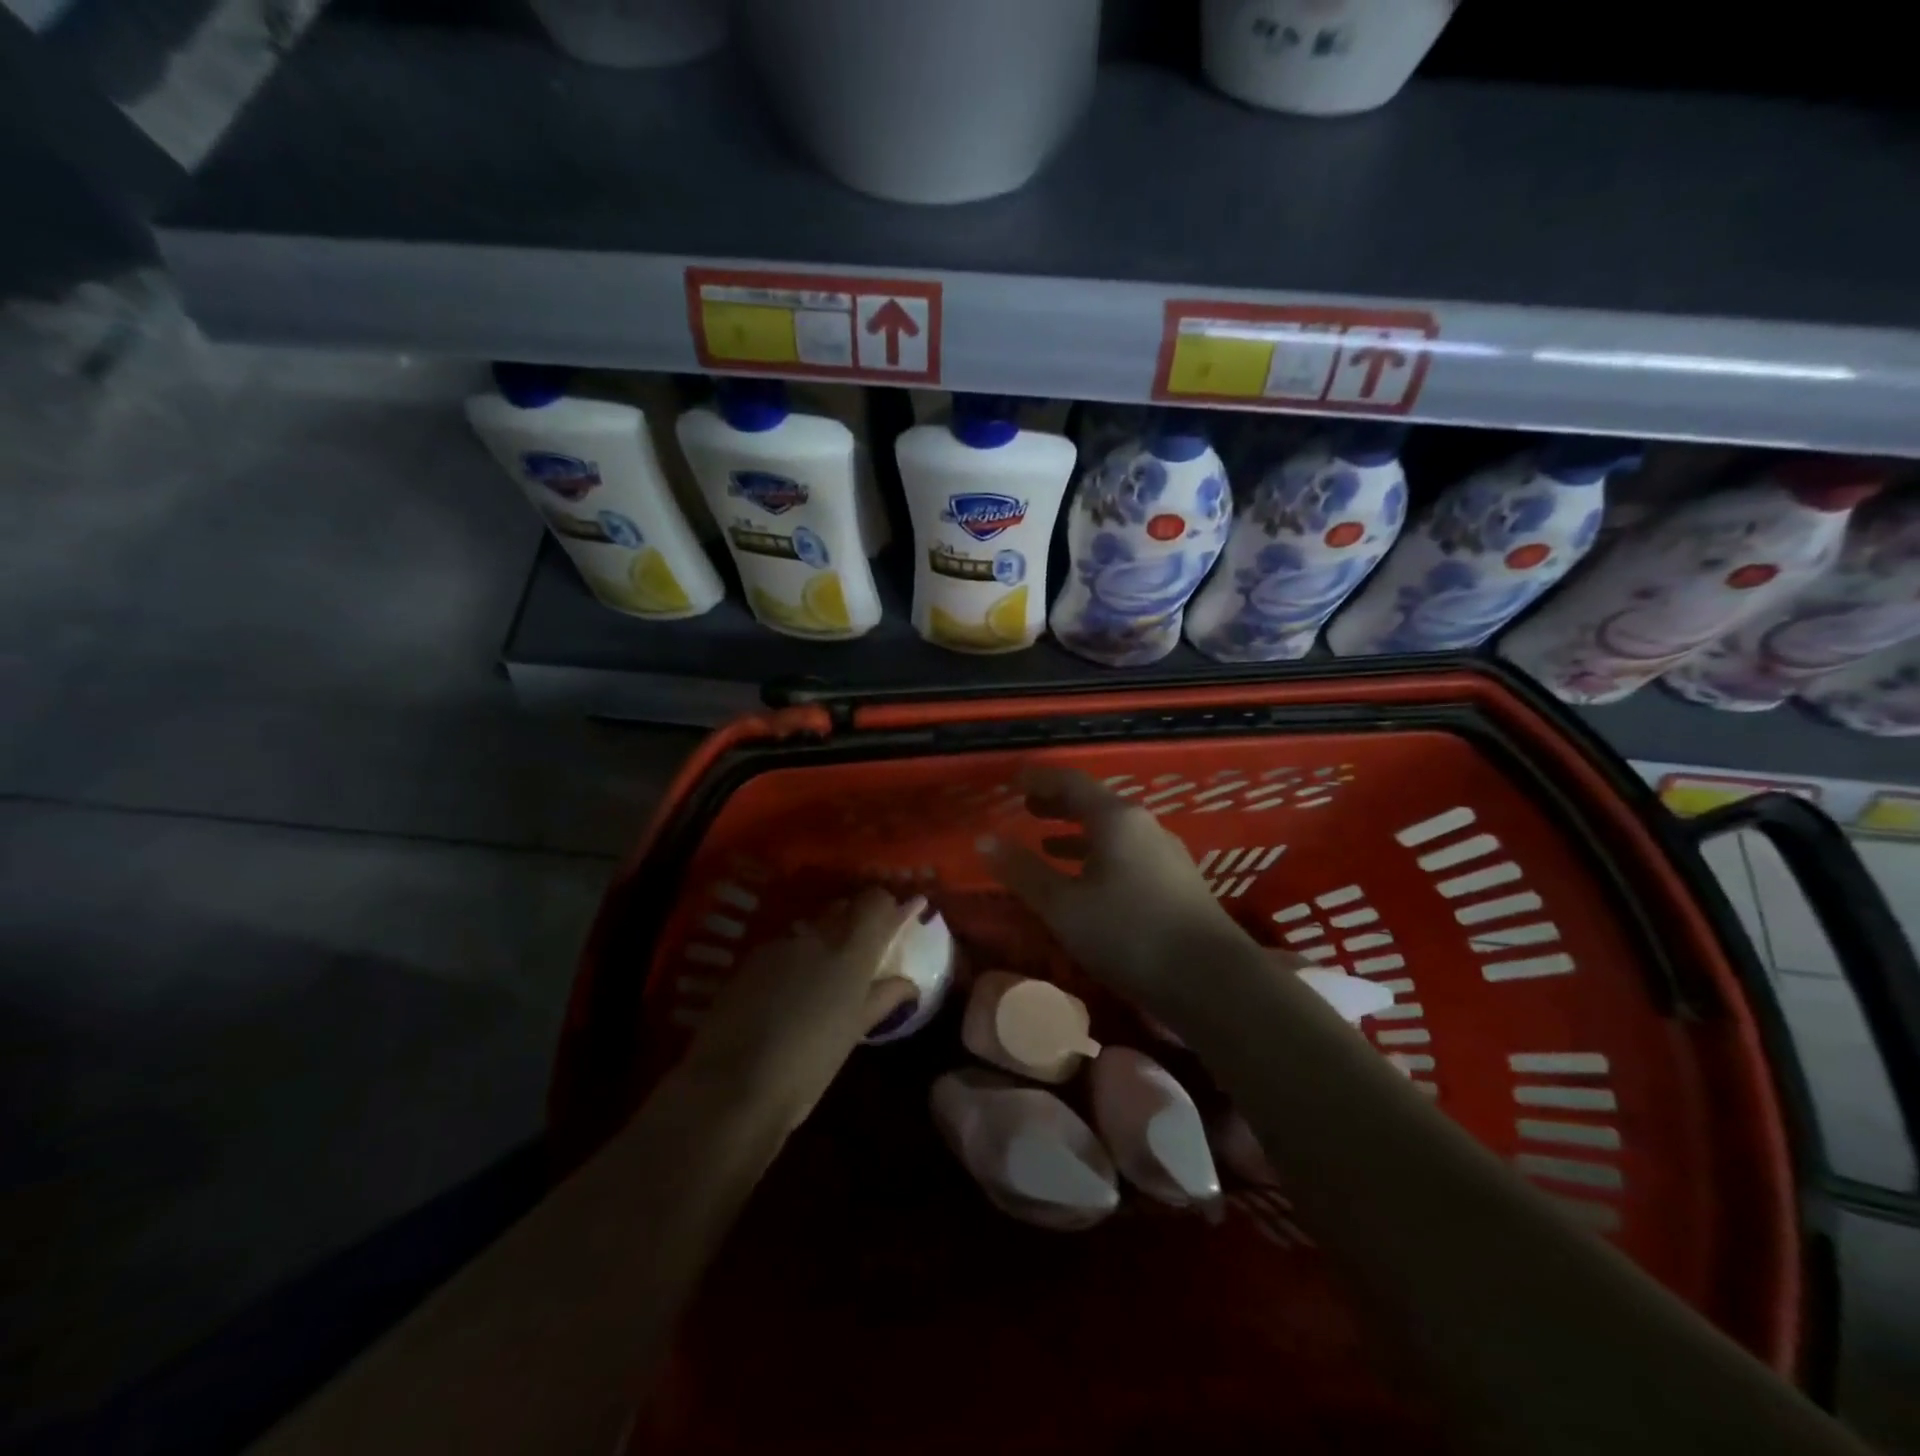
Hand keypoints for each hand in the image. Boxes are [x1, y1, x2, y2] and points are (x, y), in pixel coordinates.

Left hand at [682, 888, 921, 1132]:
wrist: (731, 1086)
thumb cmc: (809, 1066)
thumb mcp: (853, 1033)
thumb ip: (883, 998)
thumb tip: (909, 984)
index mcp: (850, 953)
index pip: (875, 902)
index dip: (887, 907)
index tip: (898, 919)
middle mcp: (816, 937)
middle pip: (842, 908)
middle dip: (855, 921)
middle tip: (861, 953)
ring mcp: (779, 946)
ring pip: (810, 929)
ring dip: (821, 942)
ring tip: (820, 979)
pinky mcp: (749, 961)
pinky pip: (782, 948)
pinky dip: (793, 961)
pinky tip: (786, 993)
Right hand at [983, 764, 1243, 1013]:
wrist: (1214, 982)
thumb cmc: (1129, 935)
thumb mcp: (1064, 906)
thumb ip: (1023, 872)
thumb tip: (984, 840)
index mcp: (1117, 819)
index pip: (1071, 783)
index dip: (1039, 780)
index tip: (1013, 780)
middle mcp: (1145, 826)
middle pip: (1095, 804)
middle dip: (1058, 804)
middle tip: (1027, 807)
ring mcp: (1166, 854)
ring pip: (1113, 832)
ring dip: (1078, 834)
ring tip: (1048, 844)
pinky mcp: (1178, 883)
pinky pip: (1128, 855)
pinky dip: (1099, 857)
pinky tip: (1089, 883)